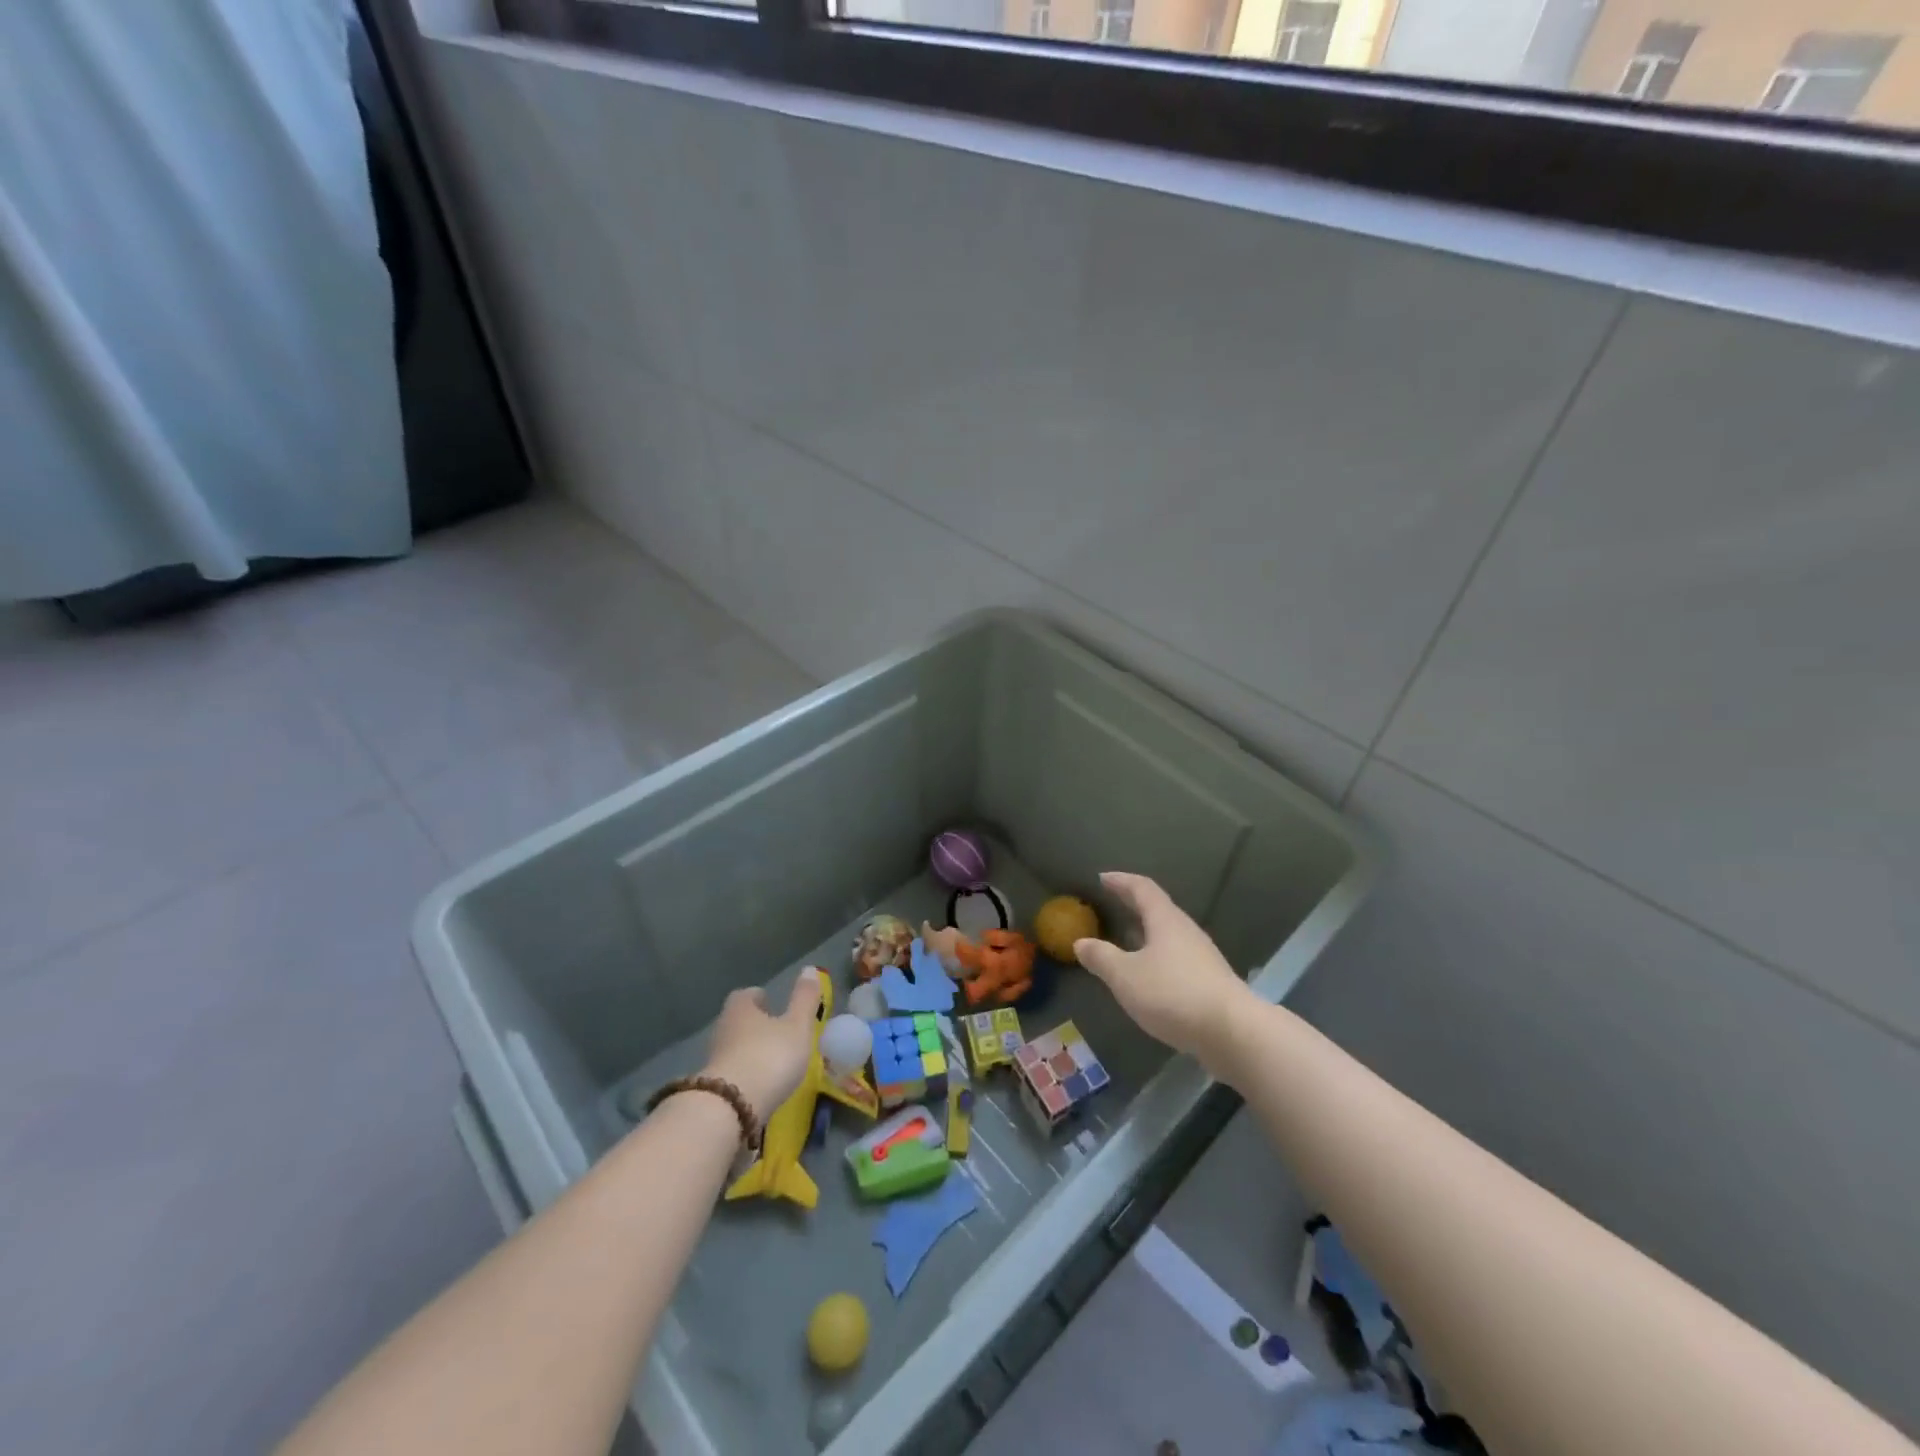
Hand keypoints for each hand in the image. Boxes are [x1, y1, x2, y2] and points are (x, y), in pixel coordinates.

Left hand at [700, 969, 824, 1122]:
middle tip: (776, 1033)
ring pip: (734, 1048)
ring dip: (750, 1052)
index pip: (746, 995)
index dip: (759, 998)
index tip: (772, 1004)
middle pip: (738, 1021)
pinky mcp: (713, 1089)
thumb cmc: (770, 1056)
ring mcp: (714, 1060)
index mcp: (741, 1008)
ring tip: (773, 1062)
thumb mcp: (797, 1026)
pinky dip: (745, 1076)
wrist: (731, 1108)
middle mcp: (723, 1029)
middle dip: (755, 1026)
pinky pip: (732, 1075)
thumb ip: (804, 999)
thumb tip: (809, 968)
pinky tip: (761, 1087)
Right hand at [1076, 872, 1254, 1074]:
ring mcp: (1202, 957)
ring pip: (1168, 936)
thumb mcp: (1125, 976)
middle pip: (1158, 910)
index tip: (1102, 877)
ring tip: (1125, 940)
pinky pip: (1176, 959)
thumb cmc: (1173, 994)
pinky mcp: (1209, 982)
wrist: (1232, 1033)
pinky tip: (1147, 976)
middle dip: (1133, 905)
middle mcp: (1186, 932)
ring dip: (1146, 933)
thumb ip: (1101, 957)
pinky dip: (1156, 957)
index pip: (1142, 888)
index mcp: (1166, 920)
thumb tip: (1081, 942)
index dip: (1121, 881)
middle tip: (1111, 904)